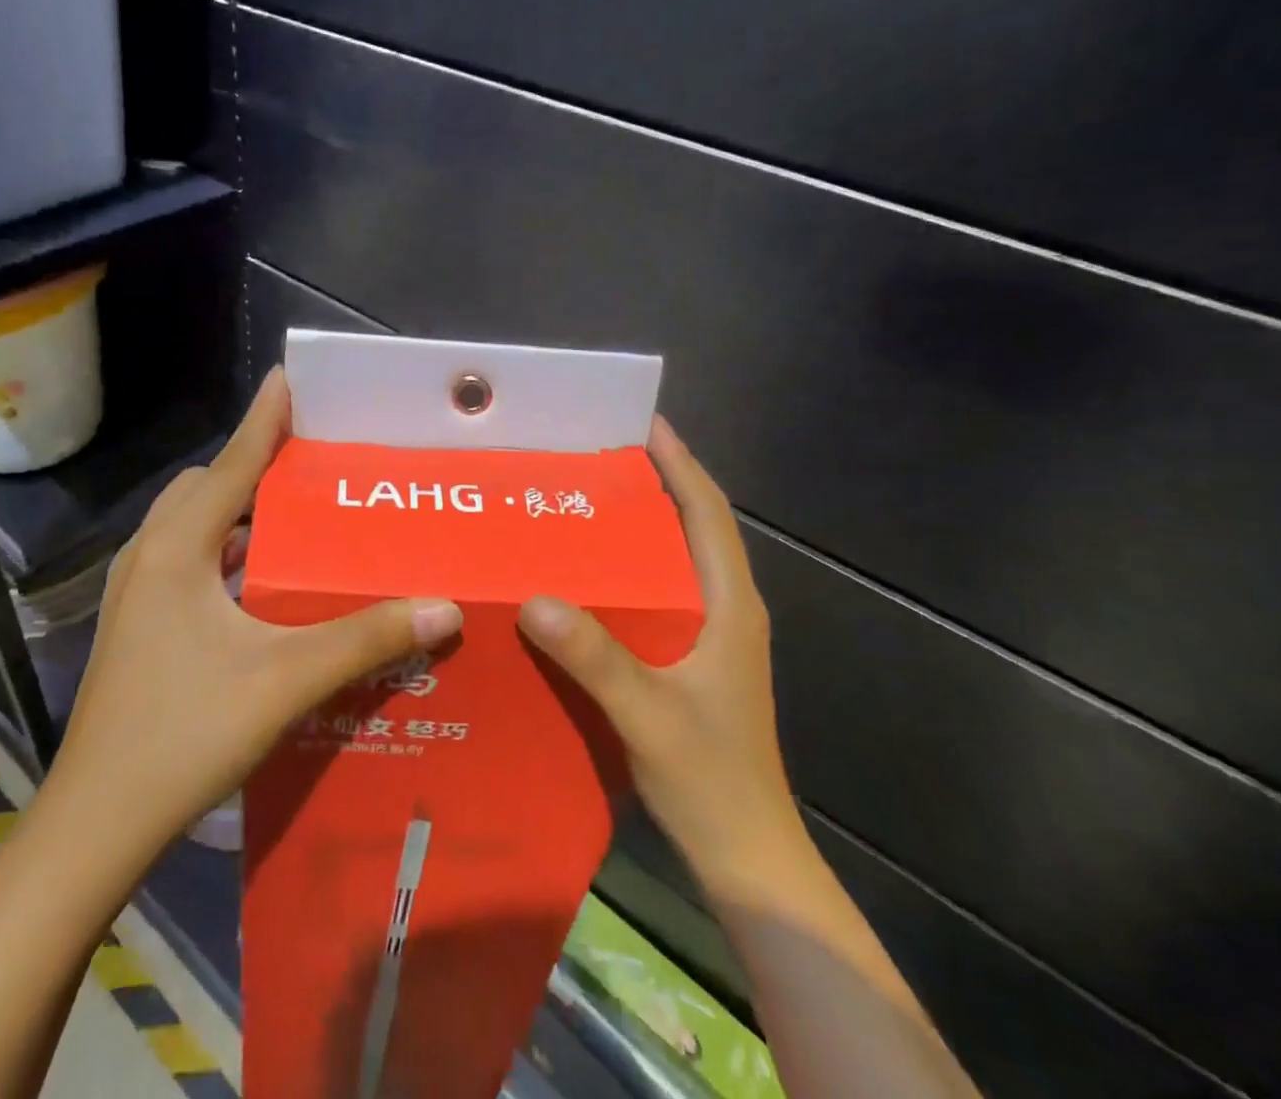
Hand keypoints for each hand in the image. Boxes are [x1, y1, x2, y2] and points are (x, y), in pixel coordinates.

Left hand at [43, 367, 463, 856]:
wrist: (95, 825)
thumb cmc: (184, 735)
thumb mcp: (285, 680)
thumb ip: (366, 639)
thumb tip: (444, 608)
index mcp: (177, 549)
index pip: (230, 464)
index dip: (264, 419)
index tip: (289, 378)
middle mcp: (151, 557)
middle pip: (205, 487)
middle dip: (252, 465)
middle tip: (311, 464)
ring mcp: (138, 594)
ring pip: (193, 526)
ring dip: (238, 511)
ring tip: (297, 515)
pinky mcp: (140, 625)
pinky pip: (189, 561)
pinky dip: (226, 551)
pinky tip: (264, 581)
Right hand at [518, 417, 802, 888]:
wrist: (747, 857)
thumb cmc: (710, 779)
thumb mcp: (648, 713)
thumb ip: (595, 656)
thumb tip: (533, 598)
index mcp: (730, 606)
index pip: (709, 515)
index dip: (682, 464)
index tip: (647, 423)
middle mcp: (727, 610)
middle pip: (694, 528)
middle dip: (657, 484)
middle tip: (599, 457)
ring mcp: (713, 638)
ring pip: (677, 562)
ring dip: (643, 526)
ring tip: (586, 502)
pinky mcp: (694, 662)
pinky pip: (660, 595)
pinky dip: (630, 571)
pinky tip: (587, 577)